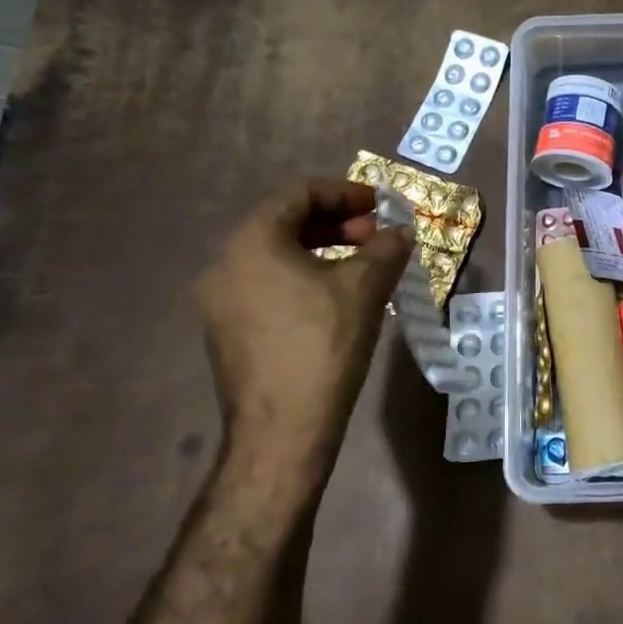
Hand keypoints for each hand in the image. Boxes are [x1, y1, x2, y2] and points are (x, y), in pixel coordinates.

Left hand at [196, 180, 412, 486]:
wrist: (282, 431)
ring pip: (277, 256)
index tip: (380, 205)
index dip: (346, 192)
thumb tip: (401, 231)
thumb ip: (386, 248)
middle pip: (286, 222)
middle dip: (337, 223)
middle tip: (376, 237)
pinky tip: (337, 298)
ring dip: (324, 251)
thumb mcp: (364, 288)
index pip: (300, 193)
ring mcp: (221, 301)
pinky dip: (304, 278)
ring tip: (364, 267)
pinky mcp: (228, 331)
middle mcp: (226, 263)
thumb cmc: (323, 345)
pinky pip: (268, 285)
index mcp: (252, 242)